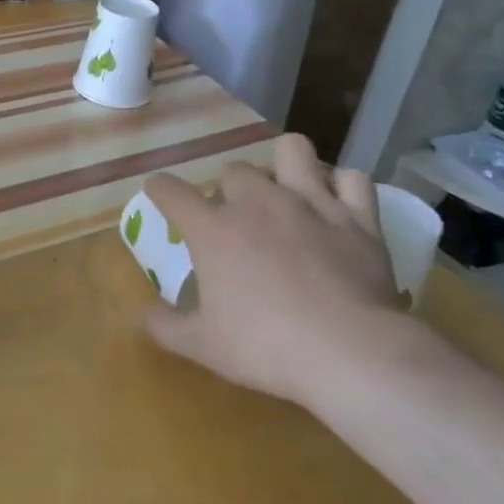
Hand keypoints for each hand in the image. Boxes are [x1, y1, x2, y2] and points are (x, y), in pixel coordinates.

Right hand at [141, 135, 410, 408]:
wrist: (351, 353)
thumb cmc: (267, 347)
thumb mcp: (203, 346)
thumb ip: (165, 326)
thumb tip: (147, 313)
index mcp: (213, 230)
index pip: (170, 191)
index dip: (160, 189)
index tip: (159, 194)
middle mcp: (258, 203)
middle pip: (233, 170)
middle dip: (229, 189)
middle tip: (235, 218)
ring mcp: (311, 204)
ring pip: (292, 150)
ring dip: (284, 164)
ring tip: (285, 190)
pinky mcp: (357, 218)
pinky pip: (352, 179)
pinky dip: (342, 187)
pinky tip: (336, 204)